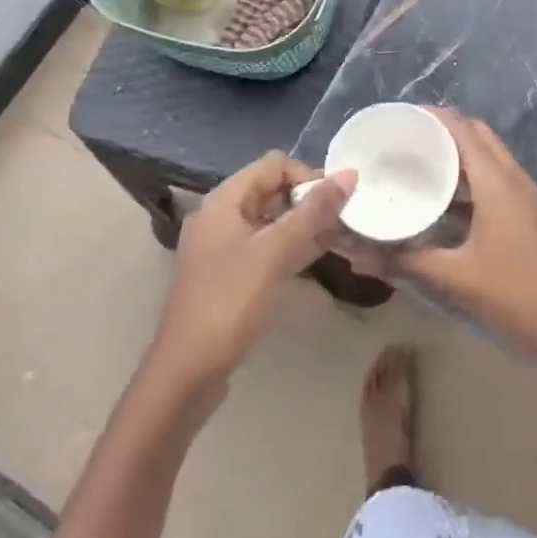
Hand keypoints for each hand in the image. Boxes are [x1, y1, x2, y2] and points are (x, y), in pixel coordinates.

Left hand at [152, 152, 355, 390]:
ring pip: (271, 220)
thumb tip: (350, 174)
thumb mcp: (275, 253)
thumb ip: (313, 212)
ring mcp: (223, 247)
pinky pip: (265, 247)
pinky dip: (290, 246)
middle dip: (308, 199)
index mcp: (224, 200)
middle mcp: (220, 216)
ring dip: (303, 223)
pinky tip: (318, 254)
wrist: (187, 372)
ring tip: (340, 233)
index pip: (273, 165)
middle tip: (344, 217)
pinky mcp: (229, 275)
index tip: (337, 199)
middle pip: (271, 190)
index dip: (307, 175)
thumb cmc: (230, 302)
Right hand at [399, 111, 536, 392]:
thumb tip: (358, 256)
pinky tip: (445, 202)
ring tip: (419, 162)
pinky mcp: (529, 216)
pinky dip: (471, 179)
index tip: (398, 117)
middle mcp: (514, 179)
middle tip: (405, 139)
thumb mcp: (457, 279)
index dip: (432, 117)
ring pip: (489, 158)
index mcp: (497, 182)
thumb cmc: (518, 295)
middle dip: (443, 130)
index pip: (462, 129)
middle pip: (477, 136)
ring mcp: (526, 197)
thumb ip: (407, 262)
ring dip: (459, 154)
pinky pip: (496, 181)